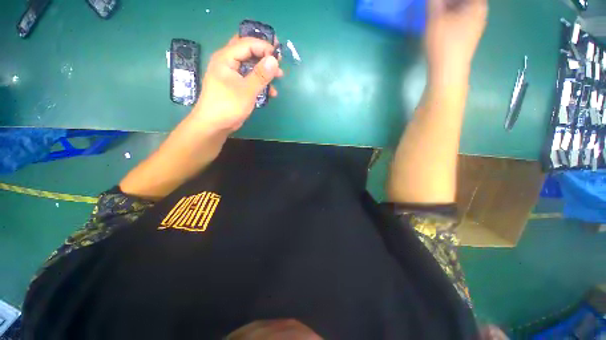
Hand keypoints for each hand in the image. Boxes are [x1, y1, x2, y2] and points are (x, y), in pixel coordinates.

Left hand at [192, 35, 283, 131]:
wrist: (214, 125)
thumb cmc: (228, 106)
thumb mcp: (247, 90)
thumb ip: (260, 75)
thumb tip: (274, 60)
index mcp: (226, 58)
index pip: (247, 44)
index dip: (264, 47)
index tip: (279, 57)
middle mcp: (227, 63)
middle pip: (248, 52)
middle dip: (265, 56)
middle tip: (279, 63)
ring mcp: (231, 75)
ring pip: (250, 66)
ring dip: (264, 71)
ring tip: (278, 78)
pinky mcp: (235, 86)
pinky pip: (250, 79)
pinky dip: (260, 83)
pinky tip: (270, 92)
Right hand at [426, 0, 487, 83]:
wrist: (447, 72)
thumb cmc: (443, 44)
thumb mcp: (434, 19)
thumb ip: (433, 2)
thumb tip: (433, 0)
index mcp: (477, 4)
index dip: (448, 0)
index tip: (436, 3)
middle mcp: (480, 11)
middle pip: (463, 1)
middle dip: (448, 2)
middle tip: (435, 5)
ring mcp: (475, 24)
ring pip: (462, 8)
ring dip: (448, 7)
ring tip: (435, 11)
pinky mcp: (468, 35)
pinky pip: (461, 17)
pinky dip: (450, 15)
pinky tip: (441, 21)